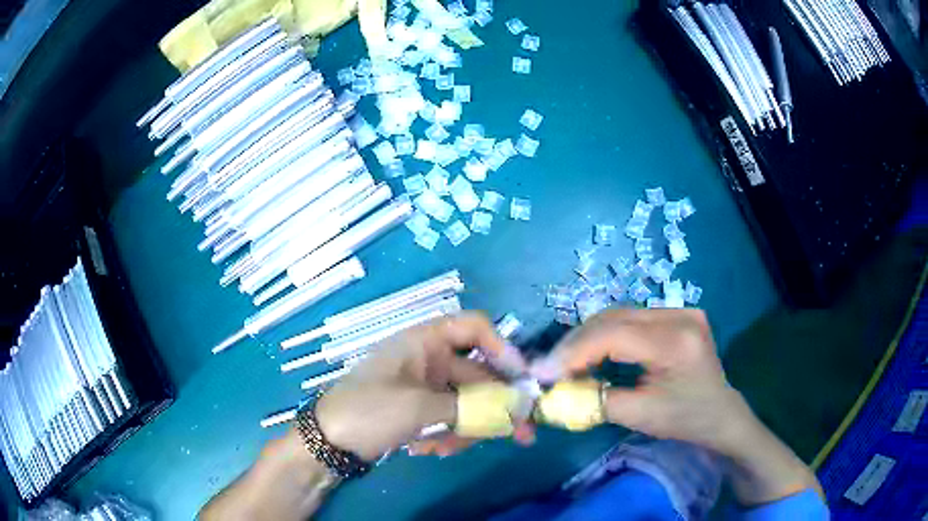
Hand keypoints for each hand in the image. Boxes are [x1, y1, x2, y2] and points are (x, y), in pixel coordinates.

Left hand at [315, 312, 529, 460]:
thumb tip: (516, 409)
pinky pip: (450, 417)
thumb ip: (470, 407)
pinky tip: (429, 450)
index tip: (522, 379)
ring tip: (447, 449)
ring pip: (467, 402)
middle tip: (523, 435)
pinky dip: (448, 435)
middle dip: (495, 407)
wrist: (327, 441)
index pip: (474, 328)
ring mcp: (426, 386)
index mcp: (425, 341)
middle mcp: (429, 359)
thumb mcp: (419, 408)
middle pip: (478, 375)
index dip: (502, 348)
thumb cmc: (369, 410)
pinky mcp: (421, 409)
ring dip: (466, 428)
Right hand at [530, 309, 750, 452]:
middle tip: (550, 366)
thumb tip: (557, 391)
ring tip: (566, 360)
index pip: (615, 335)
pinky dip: (607, 335)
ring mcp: (681, 310)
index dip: (575, 351)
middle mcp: (680, 315)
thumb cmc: (685, 420)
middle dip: (577, 342)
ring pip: (620, 315)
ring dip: (589, 337)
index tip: (544, 371)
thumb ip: (597, 400)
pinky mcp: (677, 315)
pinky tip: (593, 351)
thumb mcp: (641, 416)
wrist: (721, 414)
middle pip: (615, 318)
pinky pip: (632, 319)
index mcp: (677, 341)